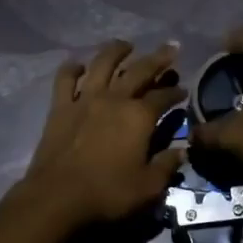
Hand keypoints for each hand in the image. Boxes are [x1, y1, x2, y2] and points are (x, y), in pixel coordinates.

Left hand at [20, 41, 186, 227]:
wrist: (57, 197)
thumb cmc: (108, 193)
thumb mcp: (148, 187)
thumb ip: (167, 165)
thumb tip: (182, 151)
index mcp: (139, 116)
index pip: (164, 97)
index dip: (176, 92)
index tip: (184, 90)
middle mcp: (114, 99)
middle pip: (139, 71)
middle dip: (158, 59)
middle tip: (171, 49)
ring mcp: (84, 99)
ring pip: (102, 64)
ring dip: (116, 51)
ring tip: (126, 45)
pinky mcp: (60, 107)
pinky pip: (65, 78)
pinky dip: (72, 68)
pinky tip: (79, 65)